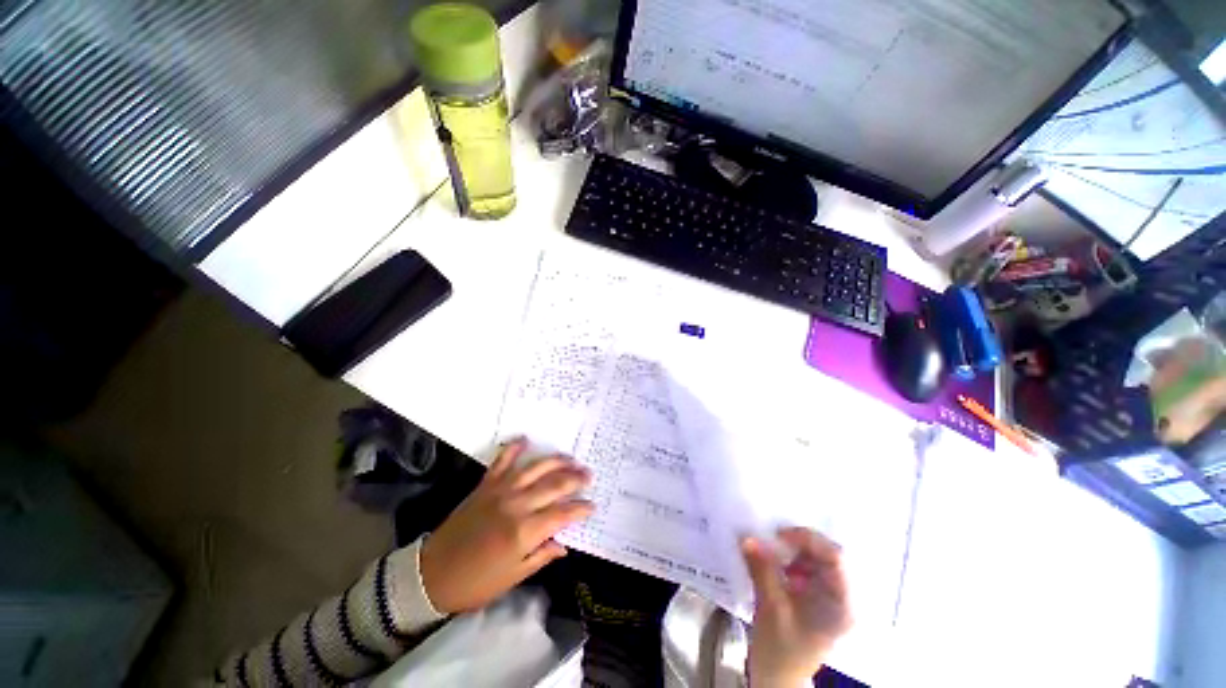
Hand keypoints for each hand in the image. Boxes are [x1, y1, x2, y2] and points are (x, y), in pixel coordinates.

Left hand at [419, 438, 592, 613]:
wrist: (432, 573)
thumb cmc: (476, 583)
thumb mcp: (514, 577)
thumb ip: (542, 556)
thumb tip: (564, 545)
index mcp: (525, 532)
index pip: (563, 514)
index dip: (581, 509)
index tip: (592, 505)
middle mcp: (516, 505)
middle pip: (554, 485)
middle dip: (575, 479)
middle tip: (589, 475)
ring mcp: (501, 491)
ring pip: (535, 468)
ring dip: (556, 461)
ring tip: (571, 458)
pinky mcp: (486, 484)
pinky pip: (502, 461)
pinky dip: (514, 448)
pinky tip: (526, 440)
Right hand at [742, 527, 852, 686]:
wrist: (777, 681)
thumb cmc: (780, 651)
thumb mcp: (771, 609)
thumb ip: (762, 570)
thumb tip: (747, 537)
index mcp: (842, 604)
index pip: (836, 558)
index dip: (809, 539)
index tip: (779, 534)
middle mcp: (841, 597)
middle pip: (826, 555)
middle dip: (797, 544)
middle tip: (771, 539)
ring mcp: (829, 598)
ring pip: (814, 559)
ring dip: (791, 551)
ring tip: (769, 551)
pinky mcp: (815, 598)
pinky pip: (805, 568)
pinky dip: (788, 560)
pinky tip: (772, 564)